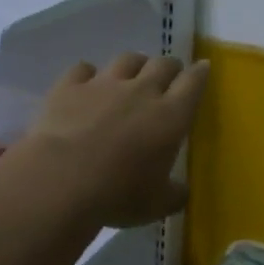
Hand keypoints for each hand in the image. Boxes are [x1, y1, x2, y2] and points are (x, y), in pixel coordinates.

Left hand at [20, 53, 209, 227]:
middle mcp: (142, 91)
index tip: (203, 67)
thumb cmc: (118, 194)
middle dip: (170, 67)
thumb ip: (175, 194)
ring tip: (132, 75)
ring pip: (127, 59)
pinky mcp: (69, 87)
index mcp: (171, 116)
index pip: (193, 82)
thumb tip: (182, 191)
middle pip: (163, 64)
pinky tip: (86, 84)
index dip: (200, 73)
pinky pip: (83, 69)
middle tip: (168, 77)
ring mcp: (103, 85)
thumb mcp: (157, 204)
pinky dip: (88, 74)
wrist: (60, 181)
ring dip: (135, 65)